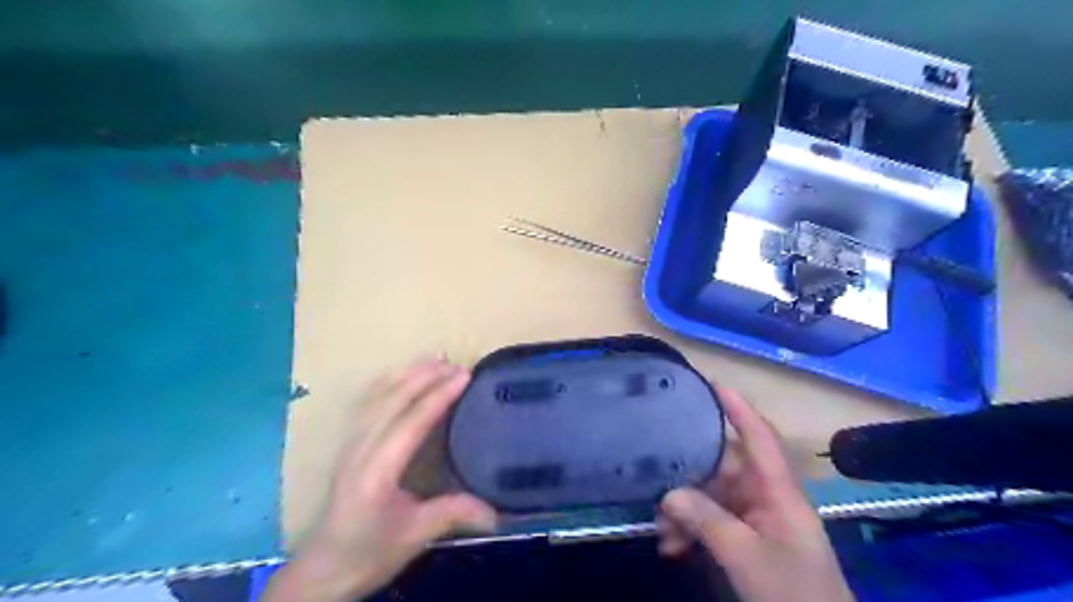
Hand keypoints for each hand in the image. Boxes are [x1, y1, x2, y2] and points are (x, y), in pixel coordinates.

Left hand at [260, 356, 495, 601]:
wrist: (322, 569)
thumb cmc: (368, 552)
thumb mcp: (414, 537)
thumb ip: (453, 515)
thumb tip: (497, 513)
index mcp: (378, 471)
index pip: (412, 421)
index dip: (439, 395)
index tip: (464, 376)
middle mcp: (361, 449)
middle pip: (393, 400)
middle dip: (425, 377)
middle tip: (456, 363)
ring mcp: (351, 444)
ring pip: (378, 396)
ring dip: (407, 374)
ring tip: (433, 358)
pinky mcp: (349, 444)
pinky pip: (369, 403)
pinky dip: (389, 382)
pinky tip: (402, 376)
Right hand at [655, 386, 856, 601]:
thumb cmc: (793, 592)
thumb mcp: (747, 556)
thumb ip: (708, 520)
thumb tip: (670, 493)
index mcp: (778, 492)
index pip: (759, 438)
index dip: (739, 409)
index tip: (713, 384)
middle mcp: (765, 498)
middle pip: (722, 469)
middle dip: (688, 478)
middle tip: (657, 491)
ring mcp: (755, 520)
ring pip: (711, 498)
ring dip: (684, 512)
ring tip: (662, 532)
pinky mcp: (745, 541)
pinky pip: (711, 523)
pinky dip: (689, 531)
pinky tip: (671, 546)